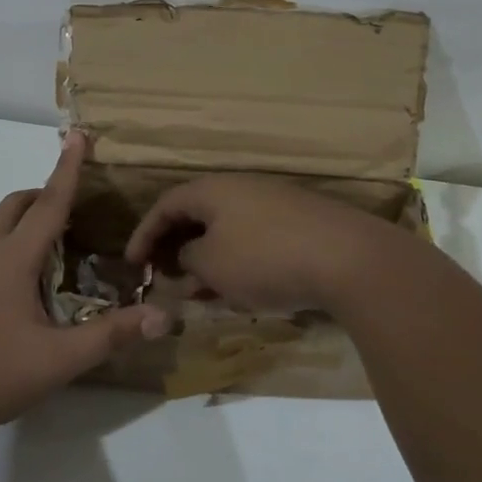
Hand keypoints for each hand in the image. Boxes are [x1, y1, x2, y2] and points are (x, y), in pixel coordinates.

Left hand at [0, 133, 168, 433]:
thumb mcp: (57, 359)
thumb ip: (110, 336)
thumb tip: (164, 317)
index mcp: (13, 258)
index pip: (49, 203)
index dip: (68, 169)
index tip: (77, 135)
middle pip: (16, 206)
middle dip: (44, 193)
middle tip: (75, 204)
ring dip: (27, 222)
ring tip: (59, 247)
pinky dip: (13, 247)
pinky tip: (26, 286)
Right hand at [125, 174, 401, 314]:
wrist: (348, 259)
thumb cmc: (264, 258)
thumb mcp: (212, 264)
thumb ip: (189, 258)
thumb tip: (189, 256)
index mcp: (213, 189)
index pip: (166, 205)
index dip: (144, 234)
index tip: (132, 263)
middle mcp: (242, 189)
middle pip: (198, 215)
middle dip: (177, 247)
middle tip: (166, 277)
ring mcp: (275, 205)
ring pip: (228, 230)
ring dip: (208, 260)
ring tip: (199, 292)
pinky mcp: (301, 225)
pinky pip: (254, 240)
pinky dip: (237, 263)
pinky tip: (240, 291)